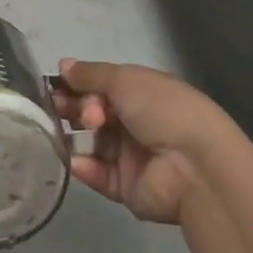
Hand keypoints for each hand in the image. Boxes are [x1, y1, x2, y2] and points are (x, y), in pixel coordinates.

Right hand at [53, 60, 237, 225]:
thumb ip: (91, 74)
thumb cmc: (163, 111)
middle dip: (74, 108)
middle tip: (58, 108)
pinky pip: (98, 175)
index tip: (57, 85)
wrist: (195, 167)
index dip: (79, 84)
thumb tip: (63, 65)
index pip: (103, 86)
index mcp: (142, 93)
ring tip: (61, 131)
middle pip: (95, 114)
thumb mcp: (125, 80)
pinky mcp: (127, 187)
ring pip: (93, 143)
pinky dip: (83, 166)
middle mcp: (136, 122)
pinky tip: (73, 158)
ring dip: (74, 135)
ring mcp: (132, 156)